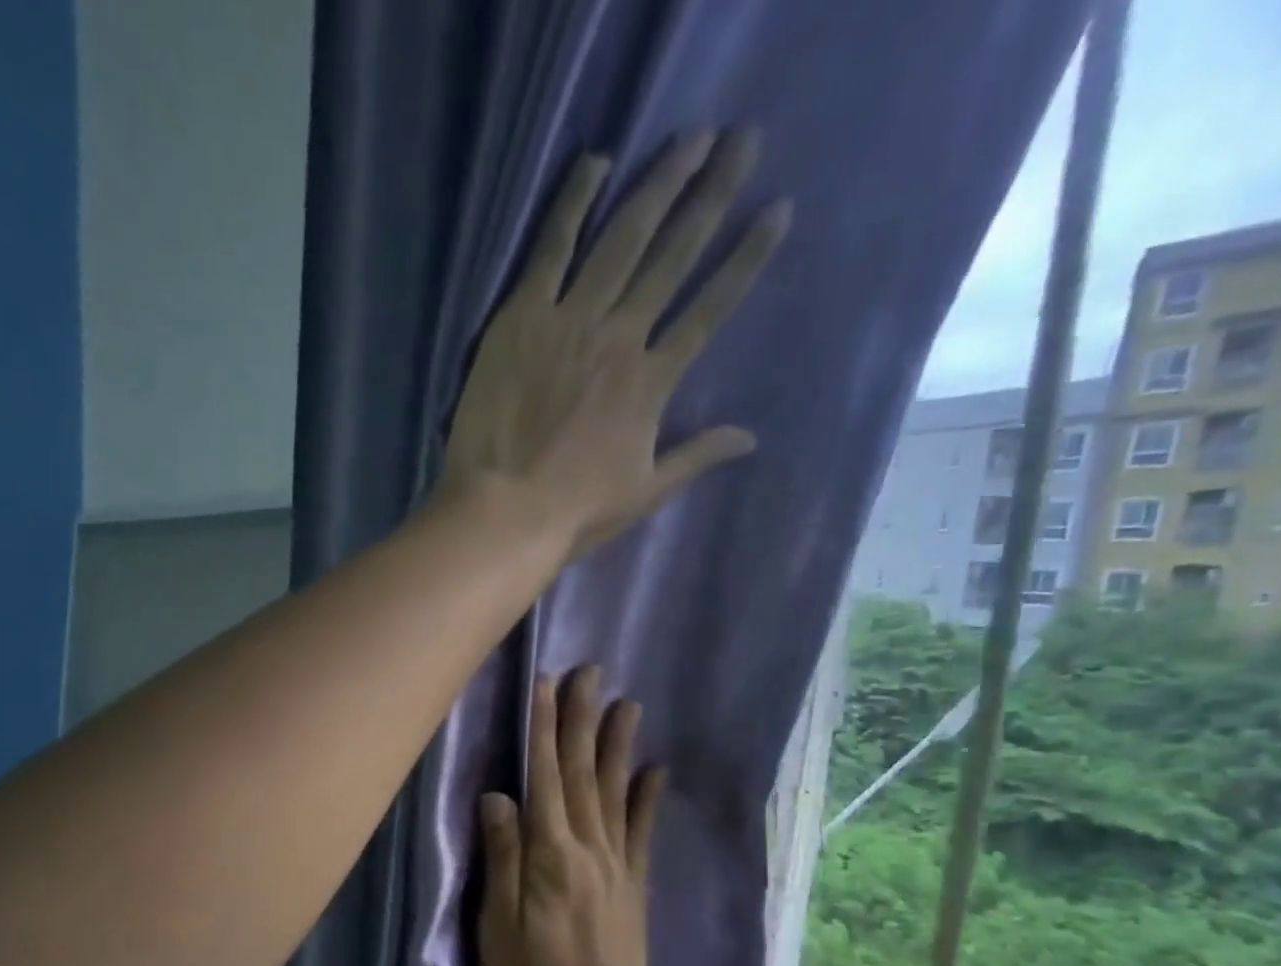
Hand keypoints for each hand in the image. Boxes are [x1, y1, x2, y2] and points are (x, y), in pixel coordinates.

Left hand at [440, 129, 791, 560]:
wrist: (504, 511)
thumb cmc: (575, 511)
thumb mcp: (645, 492)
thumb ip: (697, 456)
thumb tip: (751, 438)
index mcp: (652, 382)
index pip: (709, 310)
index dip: (745, 260)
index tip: (776, 211)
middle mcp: (620, 337)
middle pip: (673, 257)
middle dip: (712, 197)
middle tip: (743, 141)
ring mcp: (570, 321)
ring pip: (622, 240)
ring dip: (658, 186)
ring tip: (691, 140)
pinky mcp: (521, 317)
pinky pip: (550, 250)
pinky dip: (572, 205)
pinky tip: (595, 163)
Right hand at [476, 667, 665, 965]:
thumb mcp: (498, 925)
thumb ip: (502, 857)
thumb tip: (497, 796)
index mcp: (549, 853)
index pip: (543, 775)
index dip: (543, 727)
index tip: (546, 683)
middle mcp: (587, 846)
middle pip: (582, 771)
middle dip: (582, 718)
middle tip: (590, 672)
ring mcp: (617, 864)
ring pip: (615, 791)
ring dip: (618, 744)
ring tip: (627, 703)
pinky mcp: (634, 885)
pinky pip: (643, 832)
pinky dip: (649, 797)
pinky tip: (656, 770)